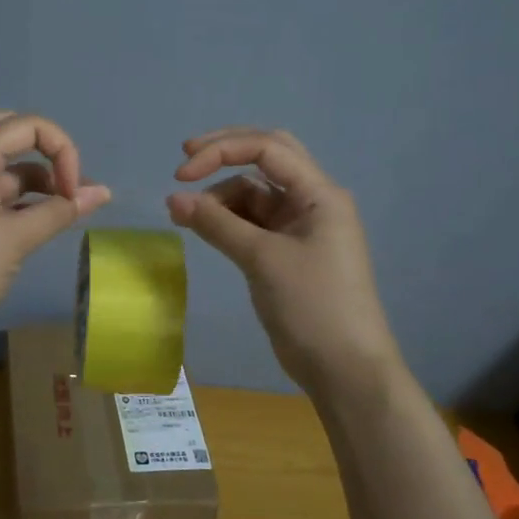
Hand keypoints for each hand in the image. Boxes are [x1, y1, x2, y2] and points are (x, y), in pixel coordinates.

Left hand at [0, 111, 110, 349]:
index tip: (73, 190)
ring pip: (9, 168)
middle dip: (47, 151)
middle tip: (69, 181)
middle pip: (10, 134)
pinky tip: (50, 220)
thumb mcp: (15, 239)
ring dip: (42, 179)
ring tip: (73, 206)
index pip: (24, 125)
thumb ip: (60, 211)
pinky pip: (3, 196)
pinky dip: (29, 202)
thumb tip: (103, 193)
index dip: (60, 148)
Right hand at [166, 128, 400, 398]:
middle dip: (224, 154)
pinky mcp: (287, 251)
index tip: (181, 173)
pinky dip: (227, 219)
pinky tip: (203, 228)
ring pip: (255, 192)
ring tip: (186, 215)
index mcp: (319, 193)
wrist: (345, 369)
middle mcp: (312, 201)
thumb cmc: (312, 306)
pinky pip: (253, 221)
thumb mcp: (262, 259)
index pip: (266, 148)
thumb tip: (172, 199)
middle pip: (266, 157)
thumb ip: (216, 223)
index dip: (221, 151)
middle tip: (183, 162)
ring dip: (220, 195)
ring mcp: (300, 226)